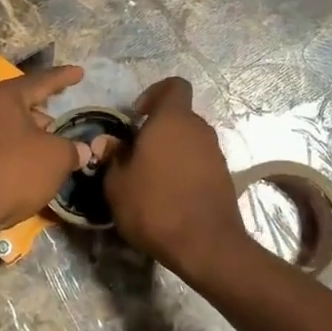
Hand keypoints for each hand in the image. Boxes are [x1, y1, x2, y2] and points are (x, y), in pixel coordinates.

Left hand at [0, 64, 92, 235]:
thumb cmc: (14, 170)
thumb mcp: (55, 158)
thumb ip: (72, 149)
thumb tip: (83, 150)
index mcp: (3, 96)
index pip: (41, 80)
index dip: (63, 77)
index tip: (79, 72)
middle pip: (19, 104)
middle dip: (43, 113)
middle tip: (63, 121)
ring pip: (6, 128)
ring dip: (29, 136)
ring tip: (50, 148)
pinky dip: (14, 153)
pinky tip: (29, 167)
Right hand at [103, 77, 249, 277]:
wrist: (206, 245)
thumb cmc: (154, 206)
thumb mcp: (117, 184)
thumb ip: (112, 157)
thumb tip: (107, 142)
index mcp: (172, 120)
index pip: (174, 85)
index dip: (154, 93)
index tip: (137, 116)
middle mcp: (198, 129)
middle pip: (179, 116)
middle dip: (158, 129)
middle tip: (136, 154)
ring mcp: (216, 152)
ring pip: (189, 140)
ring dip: (171, 151)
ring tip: (151, 179)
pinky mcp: (224, 176)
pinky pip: (199, 162)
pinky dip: (185, 170)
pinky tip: (169, 196)